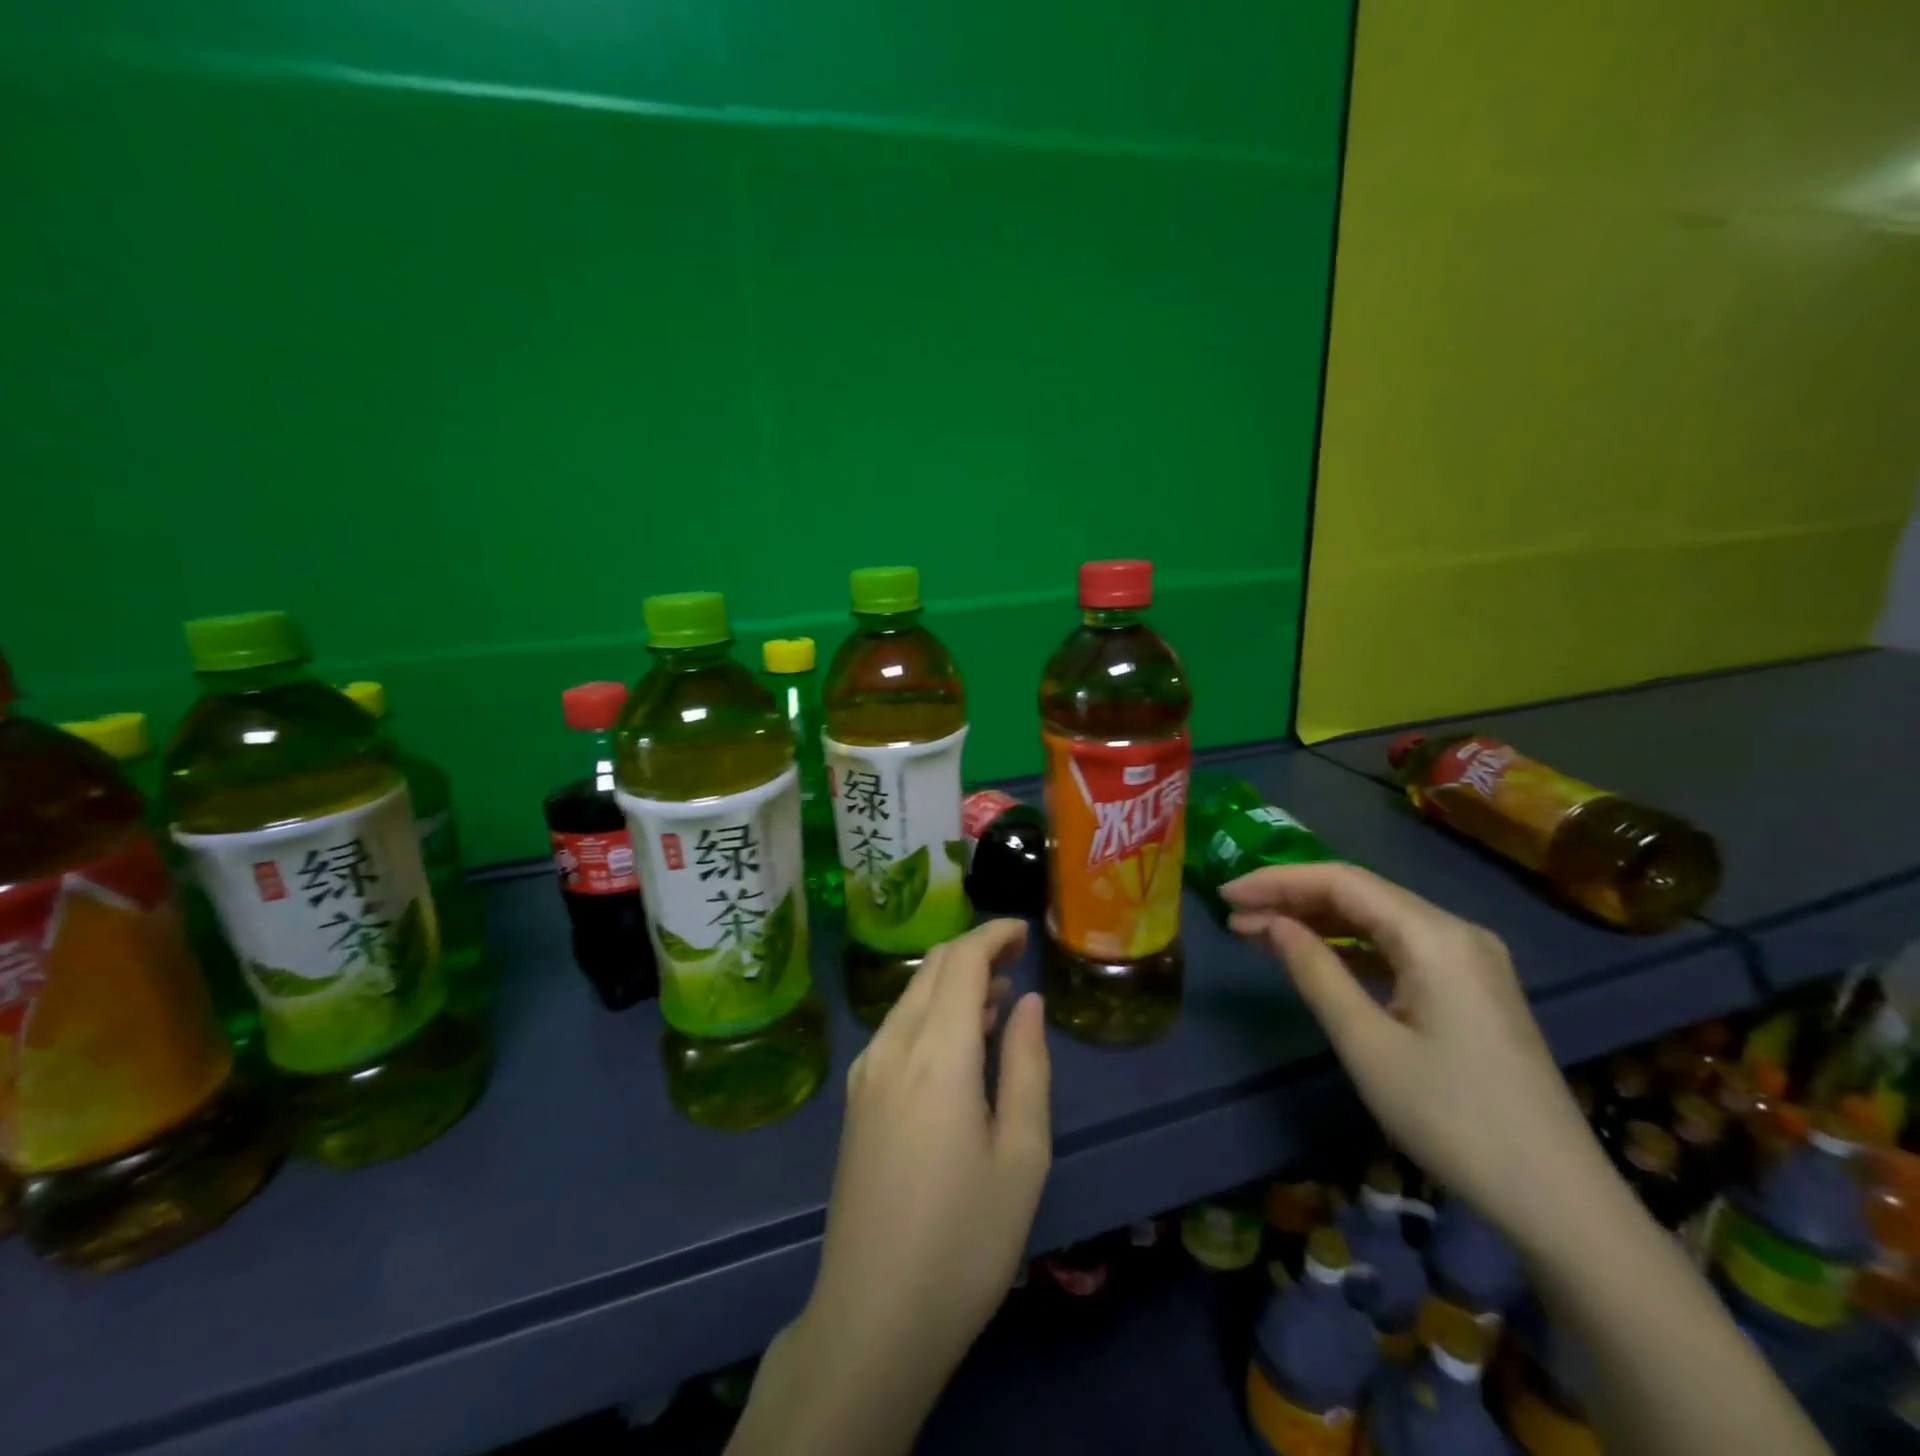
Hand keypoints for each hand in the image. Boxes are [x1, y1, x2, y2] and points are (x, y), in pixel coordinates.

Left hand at [731, 920, 1050, 1455]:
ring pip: (911, 995)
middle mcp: (892, 1046)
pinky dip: (931, 1012)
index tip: (1025, 932)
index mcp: (937, 1053)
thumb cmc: (965, 1239)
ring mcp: (866, 1072)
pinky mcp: (856, 1098)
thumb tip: (1028, 1002)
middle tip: (1018, 961)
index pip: (961, 960)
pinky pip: (896, 1027)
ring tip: (998, 999)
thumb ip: (1028, 1065)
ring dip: (952, 982)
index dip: (993, 934)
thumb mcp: (1022, 1154)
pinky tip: (959, 1042)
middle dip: (975, 950)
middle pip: (932, 968)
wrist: (872, 1317)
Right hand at [1223, 863, 1603, 1248]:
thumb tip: (1273, 923)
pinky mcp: (1470, 987)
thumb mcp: (1367, 1044)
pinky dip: (1350, 947)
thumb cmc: (1452, 1118)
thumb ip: (1315, 971)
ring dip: (1317, 922)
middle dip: (1292, 899)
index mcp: (1435, 936)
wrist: (1559, 1199)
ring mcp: (1468, 959)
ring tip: (1259, 932)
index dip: (1278, 880)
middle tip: (1234, 915)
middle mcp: (1455, 932)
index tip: (1227, 894)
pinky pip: (1397, 948)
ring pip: (1377, 920)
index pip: (1342, 881)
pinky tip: (1314, 956)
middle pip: (1360, 894)